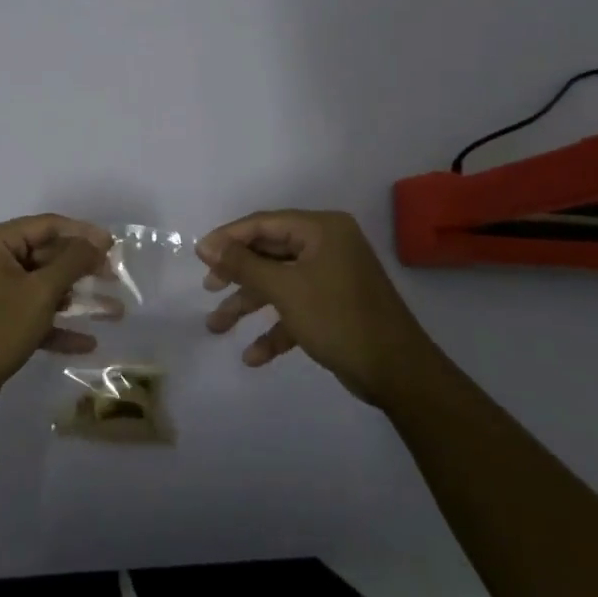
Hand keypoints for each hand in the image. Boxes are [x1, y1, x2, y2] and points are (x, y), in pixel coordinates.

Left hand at [0, 214, 112, 416]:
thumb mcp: (40, 292)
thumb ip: (72, 262)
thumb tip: (97, 240)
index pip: (47, 225)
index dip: (83, 233)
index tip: (114, 246)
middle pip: (46, 255)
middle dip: (82, 269)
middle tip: (115, 278)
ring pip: (43, 287)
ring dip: (77, 300)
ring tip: (114, 311)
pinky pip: (32, 313)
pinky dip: (57, 325)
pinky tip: (87, 342)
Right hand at [198, 210, 432, 406]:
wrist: (398, 373)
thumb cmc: (339, 319)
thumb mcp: (285, 289)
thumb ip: (243, 265)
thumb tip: (206, 245)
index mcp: (322, 230)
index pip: (264, 223)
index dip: (228, 238)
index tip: (199, 256)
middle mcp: (327, 246)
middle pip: (270, 253)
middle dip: (237, 275)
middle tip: (209, 288)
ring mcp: (332, 277)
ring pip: (279, 283)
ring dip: (249, 304)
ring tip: (216, 326)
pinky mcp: (334, 307)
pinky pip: (296, 309)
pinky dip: (275, 328)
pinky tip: (253, 355)